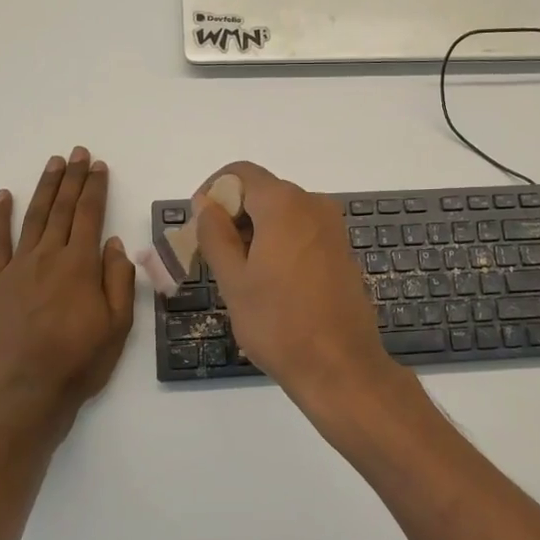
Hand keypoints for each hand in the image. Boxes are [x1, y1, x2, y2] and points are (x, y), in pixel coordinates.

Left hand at [0, 148, 135, 437]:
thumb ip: (118, 281)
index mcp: (80, 266)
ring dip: (45, 188)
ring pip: (34, 218)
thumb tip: (115, 244)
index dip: (95, 188)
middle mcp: (48, 257)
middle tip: (78, 153)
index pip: (91, 215)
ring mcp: (17, 268)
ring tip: (53, 164)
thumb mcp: (117, 326)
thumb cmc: (79, 363)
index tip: (99, 166)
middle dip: (73, 178)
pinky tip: (4, 196)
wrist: (26, 394)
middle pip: (63, 209)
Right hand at [193, 162, 395, 406]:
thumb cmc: (278, 323)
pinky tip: (269, 281)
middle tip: (212, 254)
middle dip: (233, 214)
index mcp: (284, 204)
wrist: (340, 366)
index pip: (241, 173)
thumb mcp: (233, 280)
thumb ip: (215, 234)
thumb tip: (206, 203)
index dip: (213, 190)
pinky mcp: (341, 251)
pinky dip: (279, 243)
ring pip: (283, 213)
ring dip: (255, 231)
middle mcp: (313, 205)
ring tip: (238, 273)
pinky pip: (302, 232)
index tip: (198, 224)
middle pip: (263, 192)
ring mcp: (332, 228)